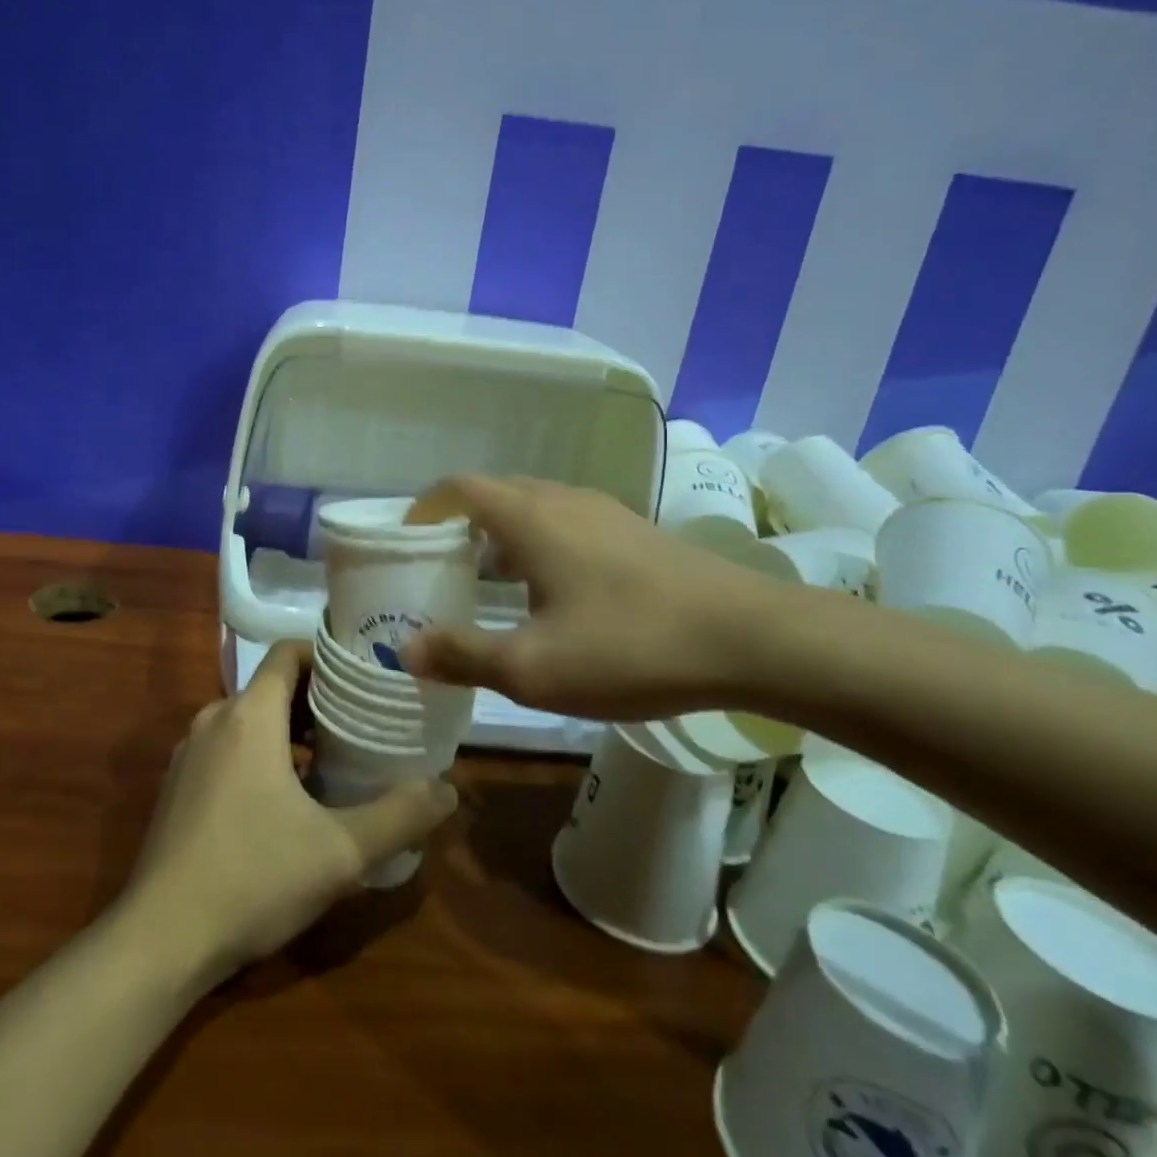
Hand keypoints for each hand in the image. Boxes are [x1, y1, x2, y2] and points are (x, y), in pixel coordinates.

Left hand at [120, 642, 458, 988]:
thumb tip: (448, 789)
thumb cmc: (253, 878)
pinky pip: (228, 748)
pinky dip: (261, 754)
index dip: (328, 657)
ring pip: (249, 719)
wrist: (159, 941)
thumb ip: (400, 816)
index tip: (365, 678)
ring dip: (290, 731)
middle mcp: (214, 719)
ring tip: (332, 761)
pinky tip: (286, 801)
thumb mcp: (340, 852)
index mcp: (249, 715)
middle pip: (272, 686)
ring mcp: (189, 753)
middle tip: (362, 723)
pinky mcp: (178, 786)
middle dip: (318, 699)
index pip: (289, 652)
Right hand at [404, 475, 779, 719]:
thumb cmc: (630, 646)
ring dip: (500, 537)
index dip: (425, 510)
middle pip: (494, 494)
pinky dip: (538, 546)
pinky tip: (553, 597)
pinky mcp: (635, 532)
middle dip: (459, 526)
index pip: (458, 488)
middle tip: (442, 571)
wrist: (753, 638)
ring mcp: (604, 512)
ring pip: (533, 509)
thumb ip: (463, 655)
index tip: (409, 545)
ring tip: (490, 586)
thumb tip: (403, 650)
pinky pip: (566, 524)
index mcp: (529, 517)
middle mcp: (562, 499)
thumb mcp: (533, 668)